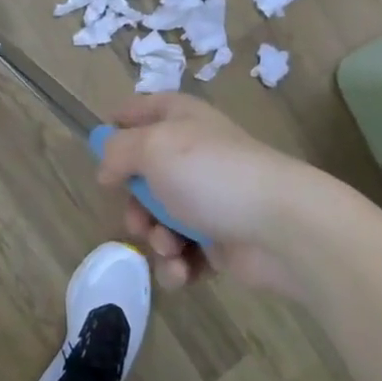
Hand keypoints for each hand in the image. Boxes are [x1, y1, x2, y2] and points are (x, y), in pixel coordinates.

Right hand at [93, 93, 318, 296]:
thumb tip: (106, 168)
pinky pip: (182, 253)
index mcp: (180, 120)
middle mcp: (193, 154)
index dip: (118, 125)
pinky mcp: (220, 240)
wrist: (281, 227)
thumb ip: (117, 151)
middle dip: (134, 205)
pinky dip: (178, 264)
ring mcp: (208, 199)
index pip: (141, 110)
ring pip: (159, 220)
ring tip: (172, 248)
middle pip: (143, 177)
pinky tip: (185, 271)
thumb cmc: (211, 175)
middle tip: (140, 219)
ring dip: (156, 239)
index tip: (99, 151)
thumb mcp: (152, 147)